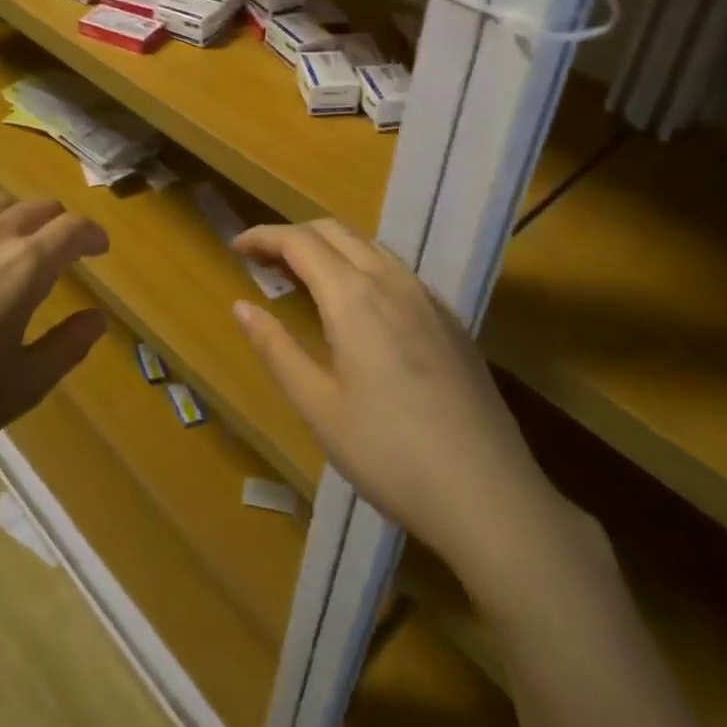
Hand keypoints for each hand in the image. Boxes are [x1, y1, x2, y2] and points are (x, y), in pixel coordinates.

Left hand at [0, 193, 108, 520]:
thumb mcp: (23, 387)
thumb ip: (68, 346)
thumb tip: (97, 318)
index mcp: (23, 268)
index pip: (71, 229)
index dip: (92, 235)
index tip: (99, 249)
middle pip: (34, 207)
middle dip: (57, 223)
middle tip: (61, 249)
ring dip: (15, 217)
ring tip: (13, 244)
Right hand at [232, 221, 552, 572]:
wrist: (489, 494)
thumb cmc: (389, 454)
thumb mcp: (319, 407)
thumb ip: (277, 349)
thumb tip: (241, 306)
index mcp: (354, 298)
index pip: (300, 242)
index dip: (264, 236)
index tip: (236, 247)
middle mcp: (392, 283)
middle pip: (336, 232)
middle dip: (295, 236)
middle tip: (263, 260)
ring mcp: (428, 300)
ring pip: (371, 247)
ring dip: (331, 248)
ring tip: (304, 277)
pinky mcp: (451, 322)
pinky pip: (398, 272)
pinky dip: (363, 267)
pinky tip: (361, 306)